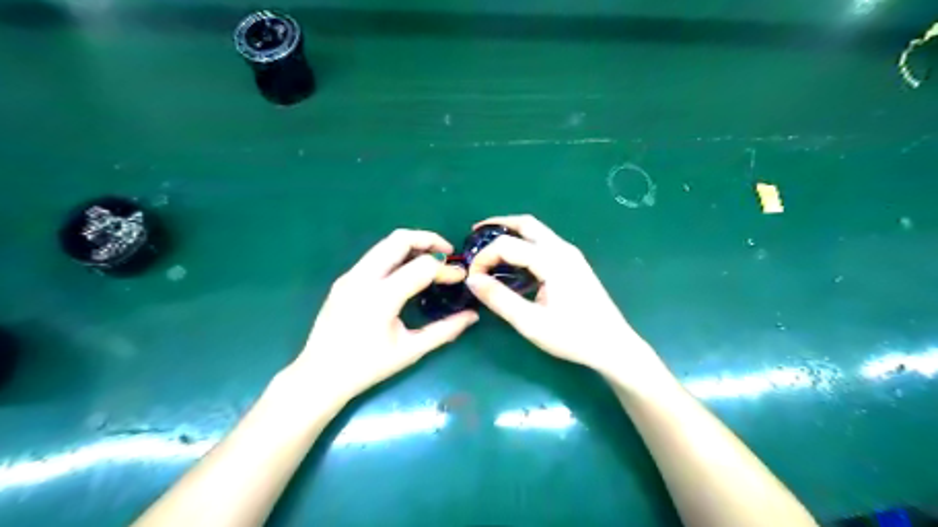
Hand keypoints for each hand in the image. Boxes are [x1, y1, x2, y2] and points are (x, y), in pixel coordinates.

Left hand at [291, 229, 478, 401]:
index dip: (447, 269)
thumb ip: (445, 330)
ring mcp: (350, 276)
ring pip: (385, 244)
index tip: (461, 277)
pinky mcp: (344, 279)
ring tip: (431, 259)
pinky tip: (406, 273)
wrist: (319, 376)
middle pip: (400, 239)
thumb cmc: (367, 367)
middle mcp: (363, 278)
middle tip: (448, 253)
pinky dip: (396, 255)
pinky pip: (374, 256)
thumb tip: (473, 316)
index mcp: (381, 297)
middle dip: (429, 240)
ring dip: (412, 245)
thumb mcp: (411, 350)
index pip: (423, 267)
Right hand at [464, 213, 660, 387]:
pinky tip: (514, 261)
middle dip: (497, 226)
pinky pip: (544, 243)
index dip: (484, 257)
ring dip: (511, 233)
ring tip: (489, 246)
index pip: (507, 245)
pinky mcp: (574, 263)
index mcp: (552, 261)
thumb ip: (499, 299)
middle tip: (474, 236)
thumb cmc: (573, 336)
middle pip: (525, 224)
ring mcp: (571, 254)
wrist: (613, 345)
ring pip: (536, 231)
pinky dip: (524, 243)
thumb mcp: (531, 322)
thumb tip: (472, 280)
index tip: (472, 278)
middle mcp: (562, 249)